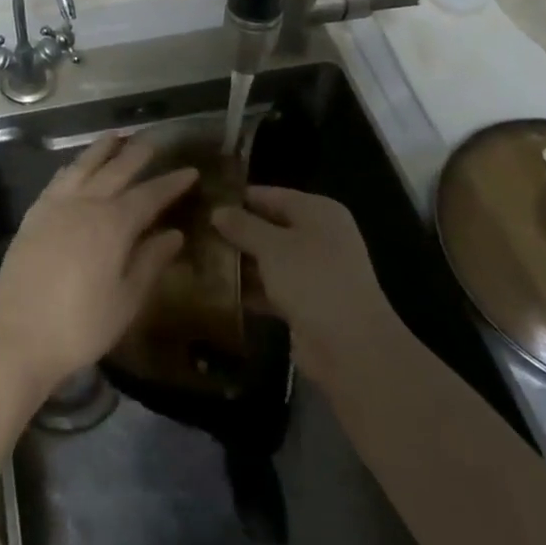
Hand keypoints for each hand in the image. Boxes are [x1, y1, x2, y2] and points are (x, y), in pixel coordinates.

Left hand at [0, 134, 196, 400]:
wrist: (19, 336)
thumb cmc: (81, 325)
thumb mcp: (126, 300)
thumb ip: (150, 261)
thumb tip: (175, 234)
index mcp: (113, 224)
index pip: (149, 195)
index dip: (171, 183)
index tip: (190, 171)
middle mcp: (85, 204)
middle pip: (116, 170)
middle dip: (137, 154)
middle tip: (154, 140)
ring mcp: (56, 206)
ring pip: (83, 166)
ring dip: (102, 149)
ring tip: (116, 136)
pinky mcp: (34, 215)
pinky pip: (58, 179)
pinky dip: (73, 166)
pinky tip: (76, 166)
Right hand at [212, 185, 403, 386]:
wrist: (351, 349)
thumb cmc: (313, 280)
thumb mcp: (272, 246)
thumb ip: (243, 226)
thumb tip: (217, 210)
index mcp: (318, 212)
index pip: (270, 195)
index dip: (237, 197)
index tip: (202, 201)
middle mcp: (319, 237)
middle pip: (269, 227)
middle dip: (235, 231)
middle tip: (194, 230)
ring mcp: (315, 272)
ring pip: (269, 259)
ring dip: (240, 261)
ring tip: (198, 257)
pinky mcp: (307, 304)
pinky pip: (272, 287)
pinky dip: (250, 289)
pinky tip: (217, 290)